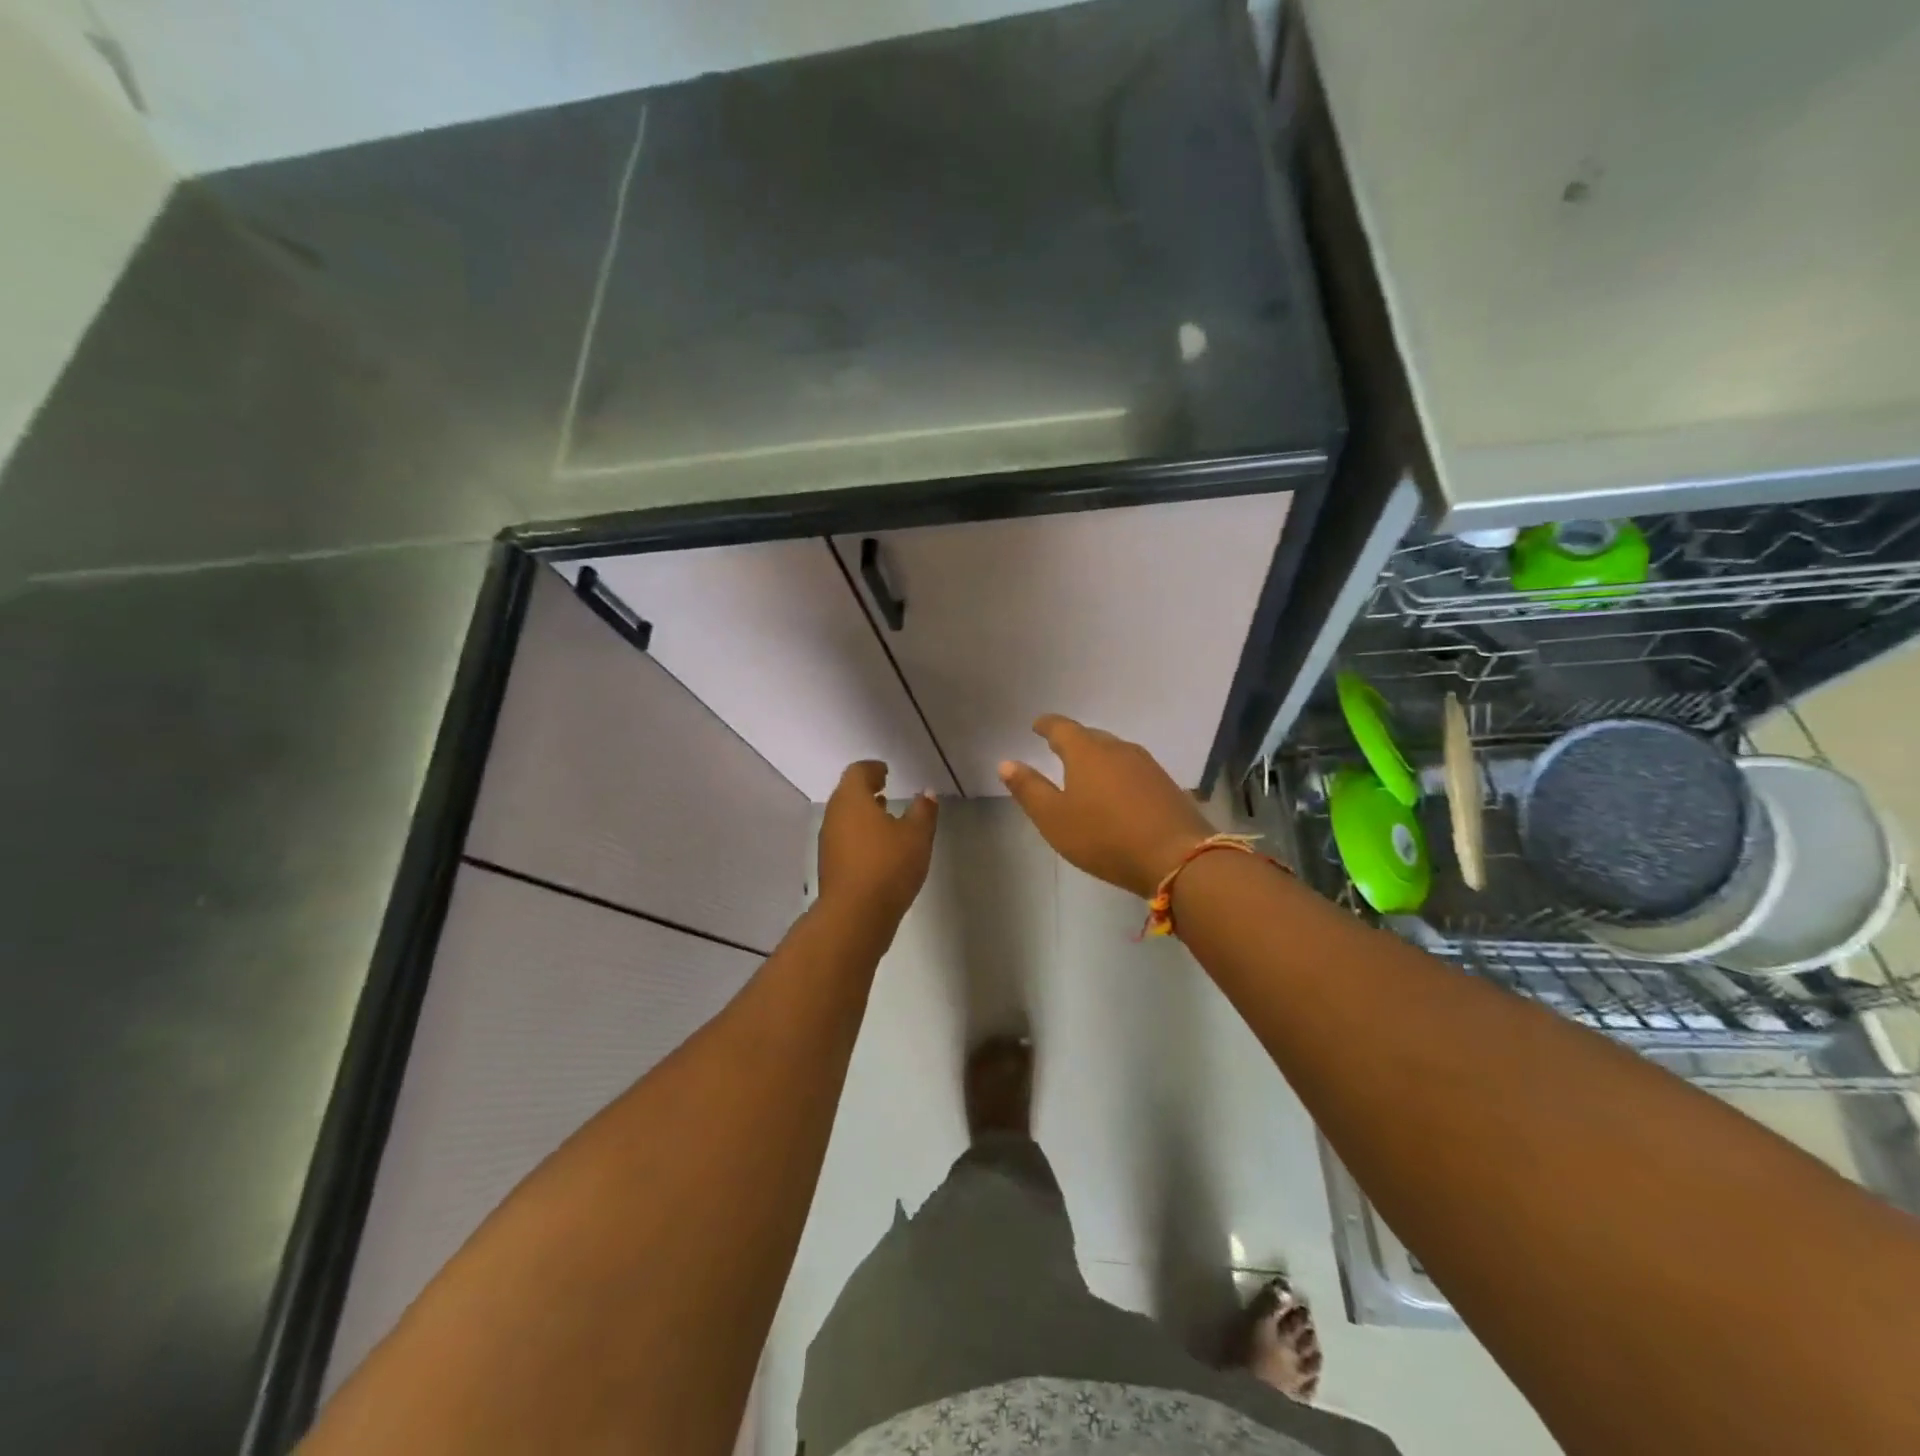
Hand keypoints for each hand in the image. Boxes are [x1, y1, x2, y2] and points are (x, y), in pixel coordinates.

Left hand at [816, 761, 938, 920]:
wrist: (855, 916)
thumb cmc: (888, 866)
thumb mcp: (916, 836)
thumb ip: (923, 810)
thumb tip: (926, 793)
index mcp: (852, 799)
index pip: (857, 772)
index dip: (872, 769)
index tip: (886, 772)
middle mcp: (834, 816)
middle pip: (847, 793)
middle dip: (866, 790)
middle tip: (886, 790)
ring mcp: (828, 842)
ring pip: (845, 817)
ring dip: (863, 813)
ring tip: (886, 818)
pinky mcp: (830, 865)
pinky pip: (845, 838)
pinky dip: (860, 834)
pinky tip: (879, 848)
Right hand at [998, 715, 1212, 897]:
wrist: (1177, 856)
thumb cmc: (1104, 837)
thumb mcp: (1054, 818)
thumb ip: (1029, 789)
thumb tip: (1006, 763)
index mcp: (1086, 752)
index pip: (1062, 727)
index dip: (1047, 725)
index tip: (1037, 725)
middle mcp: (1117, 749)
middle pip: (1090, 737)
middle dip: (1072, 740)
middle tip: (1057, 748)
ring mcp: (1146, 765)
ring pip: (1114, 752)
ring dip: (1098, 757)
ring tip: (1086, 770)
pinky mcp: (1165, 784)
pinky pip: (1133, 769)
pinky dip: (1118, 774)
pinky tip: (1117, 791)